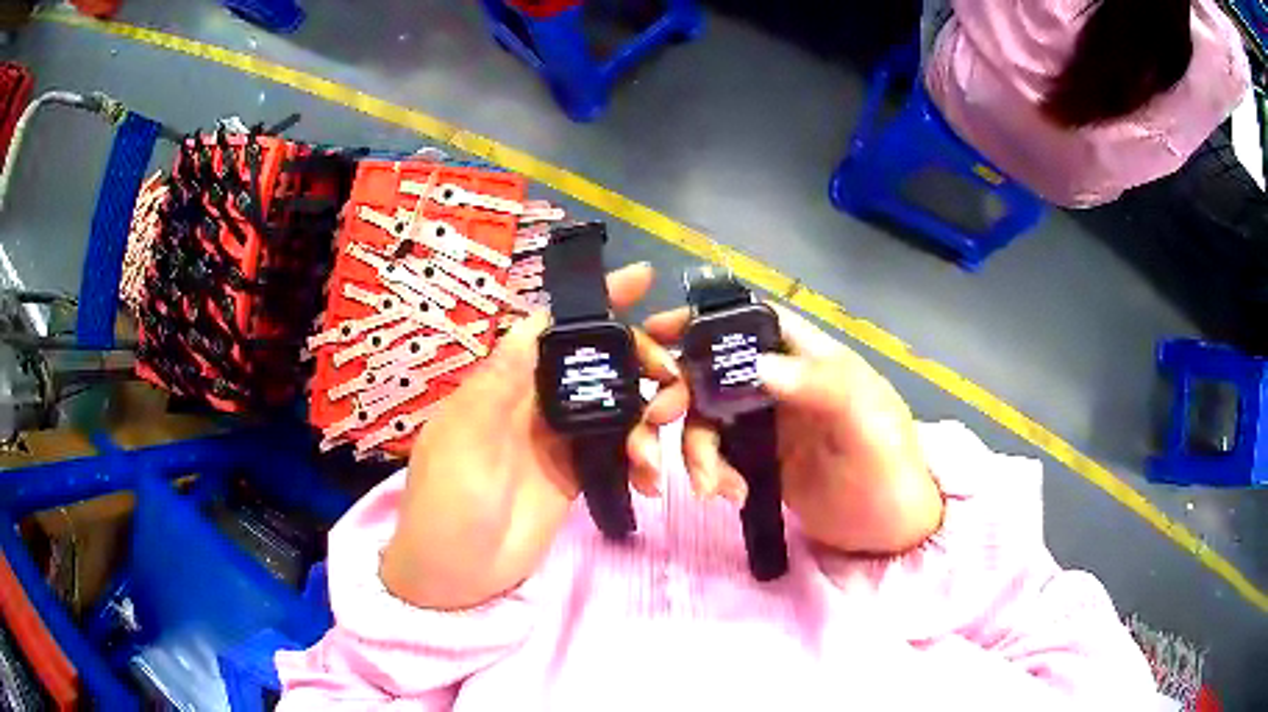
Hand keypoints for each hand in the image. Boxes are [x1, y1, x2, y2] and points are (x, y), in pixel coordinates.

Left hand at [382, 263, 685, 609]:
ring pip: (616, 406)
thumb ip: (500, 383)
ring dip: (646, 417)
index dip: (596, 301)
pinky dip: (639, 458)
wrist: (454, 575)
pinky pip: (617, 451)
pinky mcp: (576, 474)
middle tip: (673, 379)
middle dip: (640, 360)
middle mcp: (535, 402)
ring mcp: (558, 440)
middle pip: (596, 363)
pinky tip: (650, 479)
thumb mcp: (463, 439)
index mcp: (504, 383)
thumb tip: (534, 321)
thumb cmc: (447, 503)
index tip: (643, 279)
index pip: (554, 329)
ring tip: (657, 444)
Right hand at [644, 302, 942, 554]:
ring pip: (704, 417)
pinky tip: (728, 496)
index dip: (703, 318)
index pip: (752, 320)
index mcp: (809, 358)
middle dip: (678, 393)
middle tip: (657, 421)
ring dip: (692, 449)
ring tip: (708, 487)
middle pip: (712, 369)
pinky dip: (707, 473)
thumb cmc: (888, 468)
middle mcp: (781, 383)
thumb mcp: (866, 423)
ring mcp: (764, 423)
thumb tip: (757, 364)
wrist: (888, 530)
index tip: (657, 332)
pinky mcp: (755, 460)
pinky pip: (713, 455)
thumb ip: (821, 386)